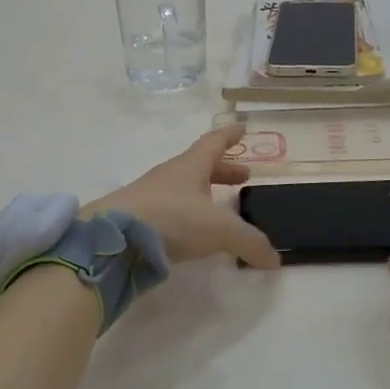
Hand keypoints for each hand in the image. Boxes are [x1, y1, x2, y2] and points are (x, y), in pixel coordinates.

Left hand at [87, 127, 282, 269]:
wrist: (114, 238)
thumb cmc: (172, 219)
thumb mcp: (220, 230)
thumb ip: (250, 242)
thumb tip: (275, 259)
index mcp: (191, 165)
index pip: (214, 142)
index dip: (230, 136)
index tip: (242, 128)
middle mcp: (171, 175)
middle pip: (201, 166)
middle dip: (224, 170)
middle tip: (243, 177)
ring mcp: (151, 195)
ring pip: (184, 187)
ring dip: (205, 191)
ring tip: (221, 207)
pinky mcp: (139, 217)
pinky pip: (171, 208)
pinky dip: (188, 213)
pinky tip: (193, 230)